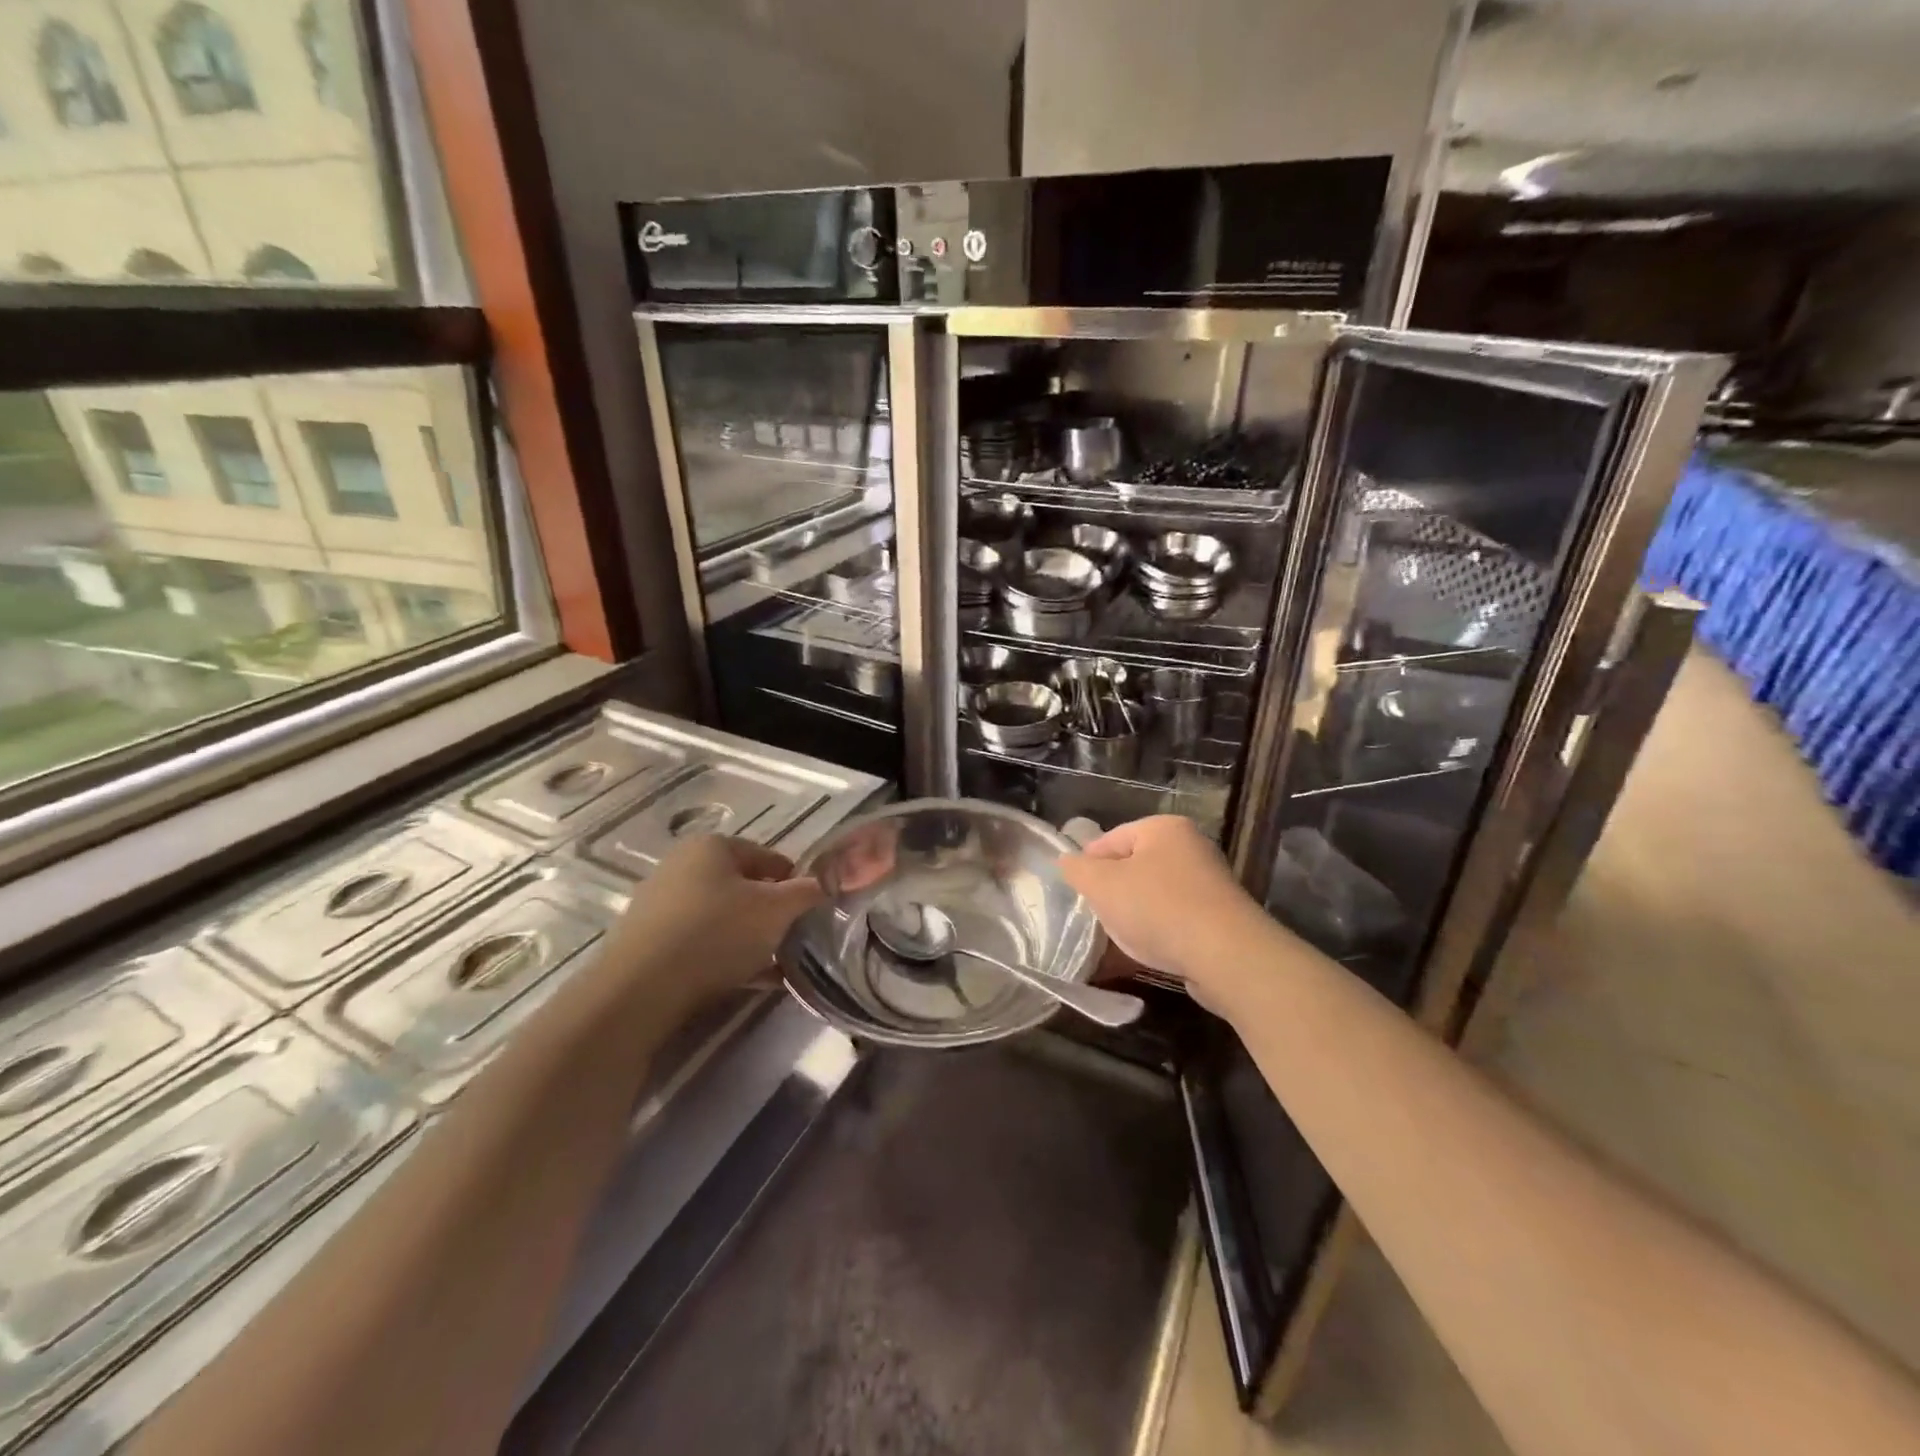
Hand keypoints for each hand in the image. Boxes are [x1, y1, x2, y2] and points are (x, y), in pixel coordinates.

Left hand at [612, 836, 823, 1001]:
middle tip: (793, 941)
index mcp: (713, 846)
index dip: (796, 884)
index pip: (770, 858)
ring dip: (751, 938)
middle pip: (744, 887)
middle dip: (772, 914)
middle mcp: (682, 865)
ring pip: (722, 917)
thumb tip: (828, 883)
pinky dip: (726, 957)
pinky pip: (699, 943)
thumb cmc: (717, 933)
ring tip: (775, 967)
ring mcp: (660, 904)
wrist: (640, 990)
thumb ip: (808, 893)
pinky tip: (748, 981)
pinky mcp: (647, 941)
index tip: (811, 914)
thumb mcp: (777, 910)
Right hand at [1059, 815, 1266, 1001]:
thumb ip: (1078, 870)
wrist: (1226, 955)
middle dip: (1113, 891)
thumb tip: (1068, 861)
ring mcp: (1209, 882)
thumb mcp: (1102, 885)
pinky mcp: (1220, 917)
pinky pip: (1176, 918)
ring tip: (1118, 938)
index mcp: (1164, 828)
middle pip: (1134, 866)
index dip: (1088, 863)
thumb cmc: (1158, 908)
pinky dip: (1159, 931)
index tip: (1076, 891)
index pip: (1111, 838)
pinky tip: (1148, 951)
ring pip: (1154, 894)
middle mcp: (1190, 847)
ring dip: (1134, 914)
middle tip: (1096, 915)